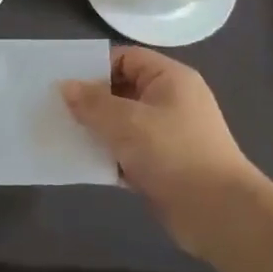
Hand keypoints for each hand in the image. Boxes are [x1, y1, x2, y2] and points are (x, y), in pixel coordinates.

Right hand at [60, 46, 271, 257]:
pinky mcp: (162, 165)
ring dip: (96, 130)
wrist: (218, 213)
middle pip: (122, 90)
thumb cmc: (173, 153)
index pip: (126, 58)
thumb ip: (92, 103)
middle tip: (54, 108)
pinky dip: (107, 155)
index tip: (63, 81)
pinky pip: (127, 152)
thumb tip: (65, 86)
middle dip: (90, 100)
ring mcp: (168, 135)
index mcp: (170, 79)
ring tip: (61, 134)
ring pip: (122, 124)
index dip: (94, 67)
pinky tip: (80, 162)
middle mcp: (170, 101)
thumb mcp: (127, 122)